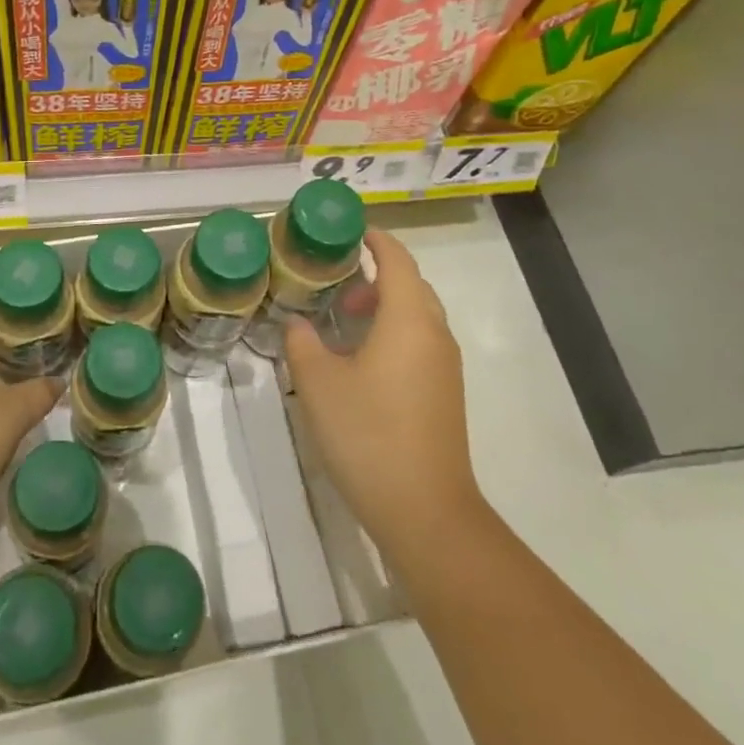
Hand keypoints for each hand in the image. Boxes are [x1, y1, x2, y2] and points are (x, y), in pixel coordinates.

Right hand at [284, 230, 483, 563]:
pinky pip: (421, 344)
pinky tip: (362, 363)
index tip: (350, 233)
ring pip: (417, 317)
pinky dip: (393, 334)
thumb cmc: (368, 434)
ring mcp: (445, 367)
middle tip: (337, 285)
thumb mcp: (318, 383)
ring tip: (343, 325)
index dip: (376, 241)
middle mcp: (435, 334)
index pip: (398, 260)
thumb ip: (302, 343)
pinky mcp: (446, 394)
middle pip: (411, 286)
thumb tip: (298, 326)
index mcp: (408, 319)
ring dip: (384, 308)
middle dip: (376, 277)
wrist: (425, 511)